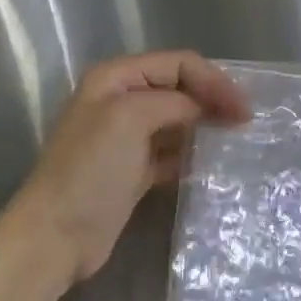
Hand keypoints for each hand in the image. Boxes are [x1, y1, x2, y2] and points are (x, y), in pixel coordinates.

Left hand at [12, 51, 249, 288]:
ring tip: (237, 141)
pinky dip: (193, 154)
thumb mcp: (130, 118)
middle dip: (213, 99)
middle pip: (180, 88)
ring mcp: (127, 137)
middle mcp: (122, 100)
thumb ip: (173, 103)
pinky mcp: (134, 170)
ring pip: (179, 120)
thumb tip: (204, 111)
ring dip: (206, 126)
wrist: (54, 237)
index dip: (212, 80)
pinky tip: (213, 164)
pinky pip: (173, 152)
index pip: (177, 64)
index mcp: (116, 77)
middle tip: (246, 123)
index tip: (242, 108)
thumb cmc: (90, 169)